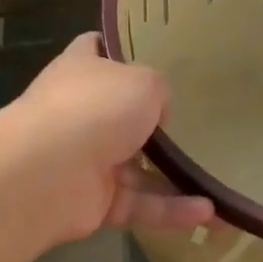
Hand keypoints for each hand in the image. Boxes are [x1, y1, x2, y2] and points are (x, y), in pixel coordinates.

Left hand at [9, 34, 214, 241]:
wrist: (45, 174)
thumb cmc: (95, 109)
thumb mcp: (144, 82)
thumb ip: (158, 90)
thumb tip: (158, 114)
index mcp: (82, 71)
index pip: (95, 49)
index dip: (117, 49)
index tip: (149, 52)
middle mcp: (80, 112)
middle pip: (120, 113)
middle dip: (153, 122)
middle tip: (197, 124)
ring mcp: (83, 159)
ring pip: (137, 168)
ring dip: (175, 178)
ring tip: (217, 185)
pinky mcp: (92, 203)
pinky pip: (138, 203)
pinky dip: (169, 209)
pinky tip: (207, 213)